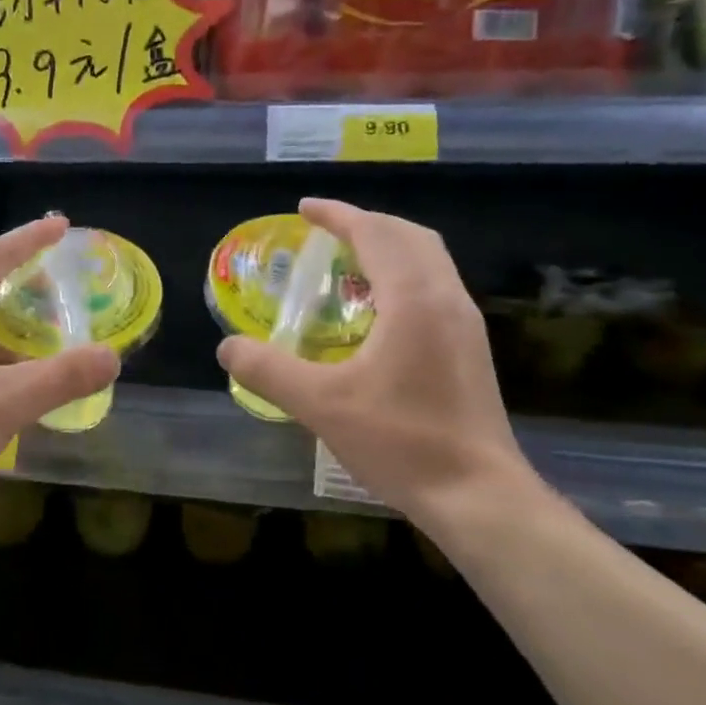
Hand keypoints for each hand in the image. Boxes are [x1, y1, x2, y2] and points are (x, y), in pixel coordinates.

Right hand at [216, 198, 541, 544]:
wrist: (478, 495)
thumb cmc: (401, 442)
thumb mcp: (321, 405)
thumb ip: (269, 370)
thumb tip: (227, 346)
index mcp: (415, 299)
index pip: (376, 233)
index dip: (338, 215)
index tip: (304, 209)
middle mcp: (447, 299)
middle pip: (409, 237)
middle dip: (366, 224)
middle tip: (325, 233)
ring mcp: (465, 325)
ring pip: (429, 261)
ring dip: (388, 248)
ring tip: (347, 264)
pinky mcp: (470, 349)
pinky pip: (435, 287)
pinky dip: (402, 276)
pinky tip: (377, 311)